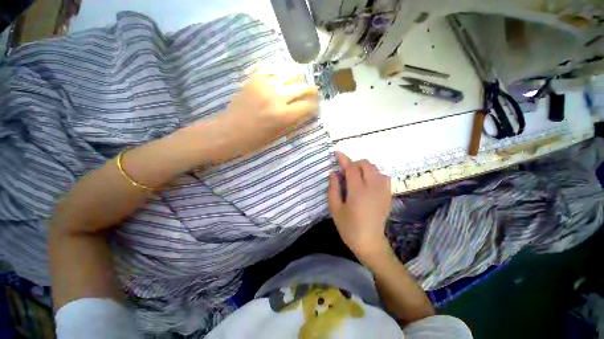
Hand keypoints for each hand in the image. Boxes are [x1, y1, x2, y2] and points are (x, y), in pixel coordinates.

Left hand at [209, 69, 318, 162]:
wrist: (229, 131)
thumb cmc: (255, 139)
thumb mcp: (279, 134)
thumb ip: (294, 121)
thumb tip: (307, 111)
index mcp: (283, 116)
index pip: (308, 105)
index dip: (315, 105)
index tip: (316, 106)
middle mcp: (276, 97)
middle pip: (302, 87)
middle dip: (311, 91)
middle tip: (312, 93)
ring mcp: (264, 85)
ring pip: (290, 73)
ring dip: (298, 79)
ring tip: (298, 84)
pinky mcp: (254, 78)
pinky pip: (272, 68)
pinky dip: (280, 72)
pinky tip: (281, 79)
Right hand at [328, 152, 392, 263]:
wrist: (370, 243)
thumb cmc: (349, 227)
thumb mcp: (335, 208)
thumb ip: (333, 188)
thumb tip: (333, 173)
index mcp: (358, 191)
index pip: (351, 168)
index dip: (344, 159)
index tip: (337, 152)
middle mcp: (373, 187)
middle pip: (366, 164)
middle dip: (354, 163)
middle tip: (345, 172)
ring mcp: (383, 191)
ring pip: (375, 169)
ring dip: (364, 168)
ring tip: (356, 177)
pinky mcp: (388, 195)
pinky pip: (383, 177)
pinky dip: (374, 174)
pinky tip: (368, 183)